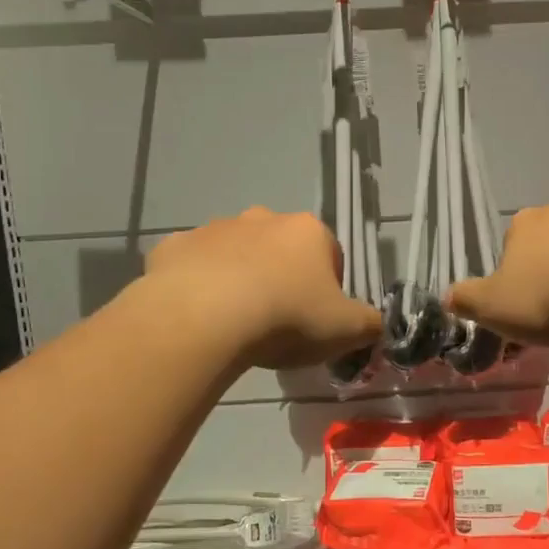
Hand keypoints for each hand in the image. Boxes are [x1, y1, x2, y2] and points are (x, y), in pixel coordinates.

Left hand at [146, 209, 381, 368]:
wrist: (204, 318)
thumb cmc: (287, 317)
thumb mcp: (347, 330)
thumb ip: (369, 323)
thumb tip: (374, 324)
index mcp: (307, 231)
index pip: (330, 254)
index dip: (329, 289)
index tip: (318, 320)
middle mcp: (262, 218)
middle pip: (280, 249)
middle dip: (281, 277)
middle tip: (277, 322)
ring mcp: (214, 229)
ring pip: (234, 254)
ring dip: (239, 279)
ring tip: (235, 323)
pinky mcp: (173, 247)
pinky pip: (192, 267)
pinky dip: (197, 286)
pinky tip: (199, 317)